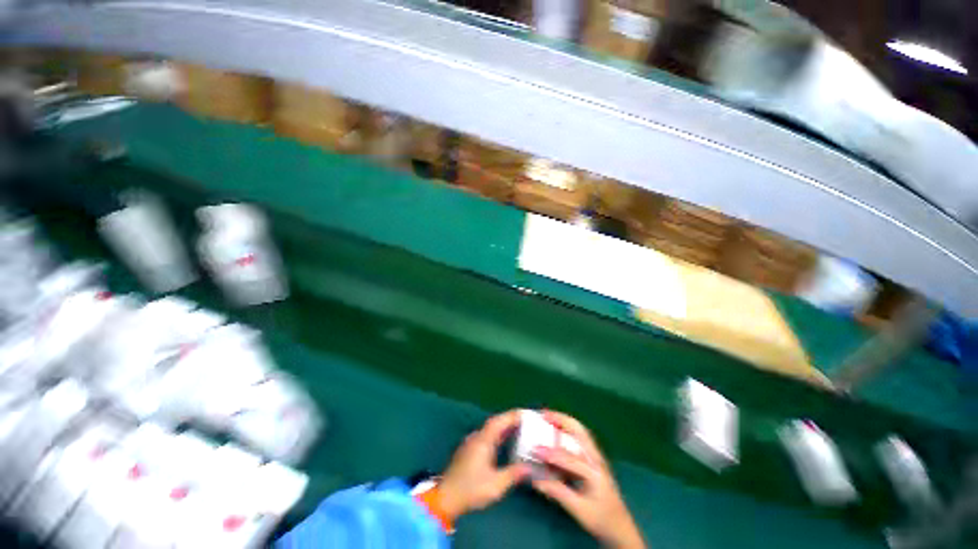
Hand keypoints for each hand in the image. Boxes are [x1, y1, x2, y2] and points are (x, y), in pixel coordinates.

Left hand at [439, 410, 529, 521]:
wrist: (445, 498)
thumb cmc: (471, 489)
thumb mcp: (496, 485)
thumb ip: (513, 474)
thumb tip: (530, 467)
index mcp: (483, 441)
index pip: (499, 421)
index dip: (512, 416)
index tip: (525, 413)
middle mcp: (477, 437)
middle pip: (495, 422)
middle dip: (510, 419)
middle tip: (525, 420)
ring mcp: (471, 443)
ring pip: (490, 429)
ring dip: (503, 426)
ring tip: (519, 428)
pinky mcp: (469, 450)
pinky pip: (487, 435)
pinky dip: (498, 434)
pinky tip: (504, 441)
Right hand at [531, 411, 645, 548]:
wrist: (621, 528)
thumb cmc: (601, 520)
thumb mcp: (579, 510)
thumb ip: (558, 492)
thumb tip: (535, 479)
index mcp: (594, 472)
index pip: (569, 458)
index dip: (550, 453)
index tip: (534, 449)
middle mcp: (596, 459)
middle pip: (579, 431)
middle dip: (560, 419)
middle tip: (543, 414)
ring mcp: (596, 457)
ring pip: (580, 431)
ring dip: (564, 421)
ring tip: (548, 417)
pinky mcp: (594, 459)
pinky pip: (580, 437)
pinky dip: (567, 429)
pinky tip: (557, 430)